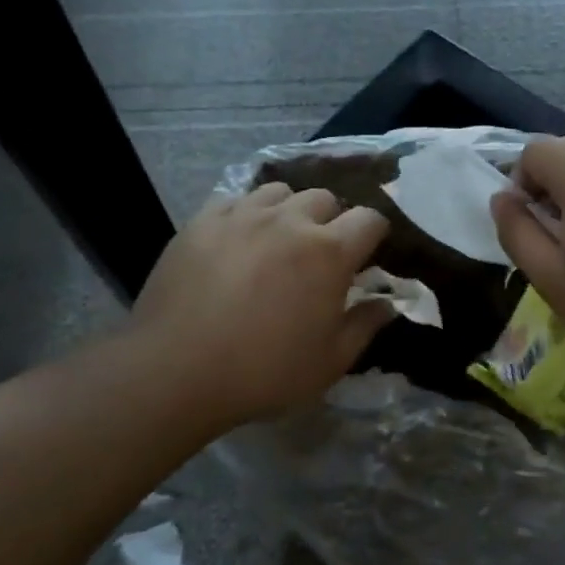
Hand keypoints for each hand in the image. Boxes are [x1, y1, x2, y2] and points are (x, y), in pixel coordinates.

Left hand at [130, 184, 393, 428]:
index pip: (370, 219)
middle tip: (321, 253)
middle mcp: (289, 221)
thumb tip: (387, 303)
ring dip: (289, 211)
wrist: (177, 370)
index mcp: (329, 252)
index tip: (368, 254)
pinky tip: (239, 241)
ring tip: (278, 240)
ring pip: (279, 193)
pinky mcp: (202, 221)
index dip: (375, 233)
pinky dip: (247, 214)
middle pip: (325, 198)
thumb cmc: (265, 371)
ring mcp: (242, 216)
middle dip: (332, 220)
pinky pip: (235, 201)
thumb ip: (364, 326)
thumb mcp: (329, 362)